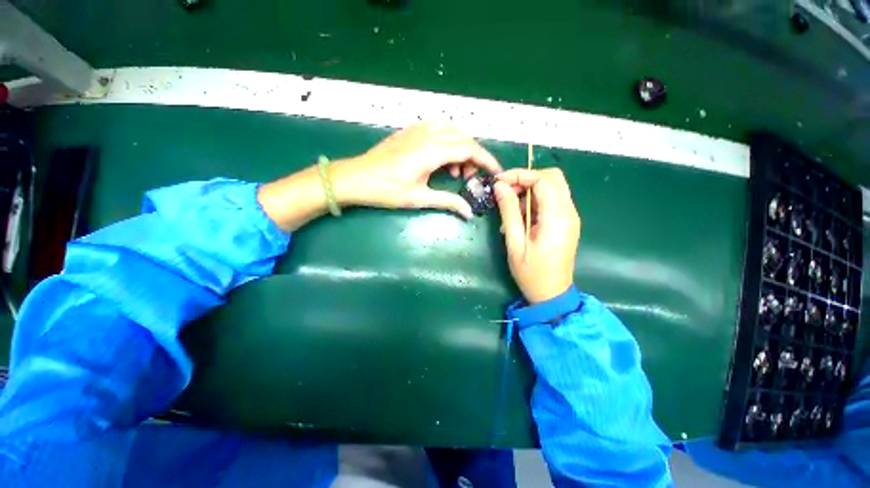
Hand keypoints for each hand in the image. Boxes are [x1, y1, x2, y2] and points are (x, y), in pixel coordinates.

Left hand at [332, 123, 501, 218]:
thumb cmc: (386, 190)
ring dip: (461, 148)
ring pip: (453, 131)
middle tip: (470, 178)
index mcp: (432, 150)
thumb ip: (448, 201)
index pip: (470, 149)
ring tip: (454, 171)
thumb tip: (468, 212)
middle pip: (464, 138)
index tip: (496, 173)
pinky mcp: (410, 130)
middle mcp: (428, 134)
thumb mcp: (419, 198)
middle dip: (474, 156)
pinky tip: (441, 159)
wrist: (356, 177)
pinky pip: (439, 130)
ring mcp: (418, 129)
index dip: (487, 160)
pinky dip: (448, 142)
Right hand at [493, 168, 579, 303]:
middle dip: (526, 179)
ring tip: (510, 207)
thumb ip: (509, 211)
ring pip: (553, 187)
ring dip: (530, 190)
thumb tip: (500, 186)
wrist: (552, 294)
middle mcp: (569, 212)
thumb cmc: (531, 272)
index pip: (543, 180)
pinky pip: (552, 200)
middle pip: (552, 178)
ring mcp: (570, 217)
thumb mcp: (515, 242)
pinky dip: (535, 200)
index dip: (520, 175)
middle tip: (505, 191)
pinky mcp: (566, 222)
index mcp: (557, 217)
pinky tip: (521, 216)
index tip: (499, 182)